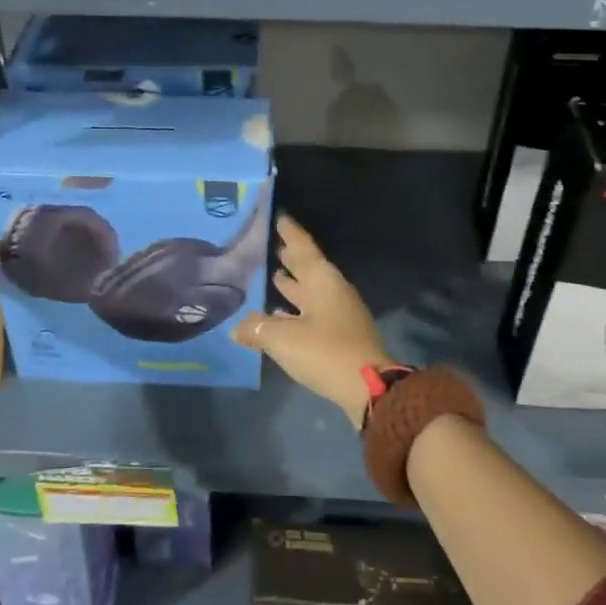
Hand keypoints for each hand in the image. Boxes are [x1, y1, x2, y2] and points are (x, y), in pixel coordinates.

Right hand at [234, 214, 391, 427]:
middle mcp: (332, 290)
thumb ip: (256, 329)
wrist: (369, 389)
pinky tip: (279, 316)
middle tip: (267, 244)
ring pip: (310, 290)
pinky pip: (312, 312)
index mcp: (322, 280)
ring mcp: (339, 313)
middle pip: (307, 267)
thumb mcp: (282, 339)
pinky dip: (296, 309)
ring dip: (292, 283)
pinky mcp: (340, 334)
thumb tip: (237, 328)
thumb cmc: (325, 351)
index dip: (288, 231)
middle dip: (288, 256)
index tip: (277, 215)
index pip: (302, 246)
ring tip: (271, 275)